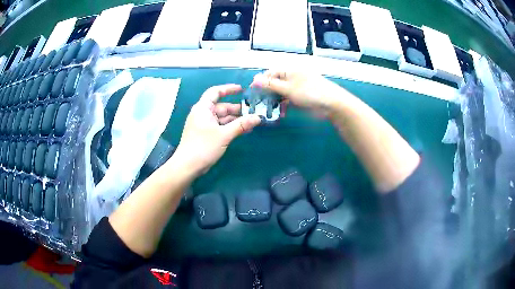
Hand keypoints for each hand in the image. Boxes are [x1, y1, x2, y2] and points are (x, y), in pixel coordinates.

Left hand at [173, 84, 260, 175]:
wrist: (188, 166)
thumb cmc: (203, 146)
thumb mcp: (224, 135)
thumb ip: (241, 125)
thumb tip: (258, 118)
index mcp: (203, 108)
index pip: (215, 92)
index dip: (228, 89)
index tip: (242, 89)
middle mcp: (203, 114)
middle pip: (222, 106)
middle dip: (237, 109)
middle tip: (254, 111)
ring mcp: (204, 125)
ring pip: (223, 118)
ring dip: (236, 120)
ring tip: (252, 122)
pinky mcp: (206, 135)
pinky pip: (221, 127)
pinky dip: (231, 127)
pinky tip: (244, 131)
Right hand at [251, 70, 349, 117]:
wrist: (332, 104)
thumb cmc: (310, 92)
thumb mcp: (288, 88)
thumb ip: (271, 85)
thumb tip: (255, 79)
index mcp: (290, 71)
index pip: (271, 73)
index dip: (261, 80)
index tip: (252, 90)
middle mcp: (293, 78)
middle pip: (275, 83)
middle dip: (267, 92)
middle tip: (258, 102)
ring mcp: (297, 89)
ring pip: (281, 93)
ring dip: (275, 101)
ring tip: (267, 109)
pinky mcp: (301, 99)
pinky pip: (288, 100)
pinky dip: (284, 106)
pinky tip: (280, 113)